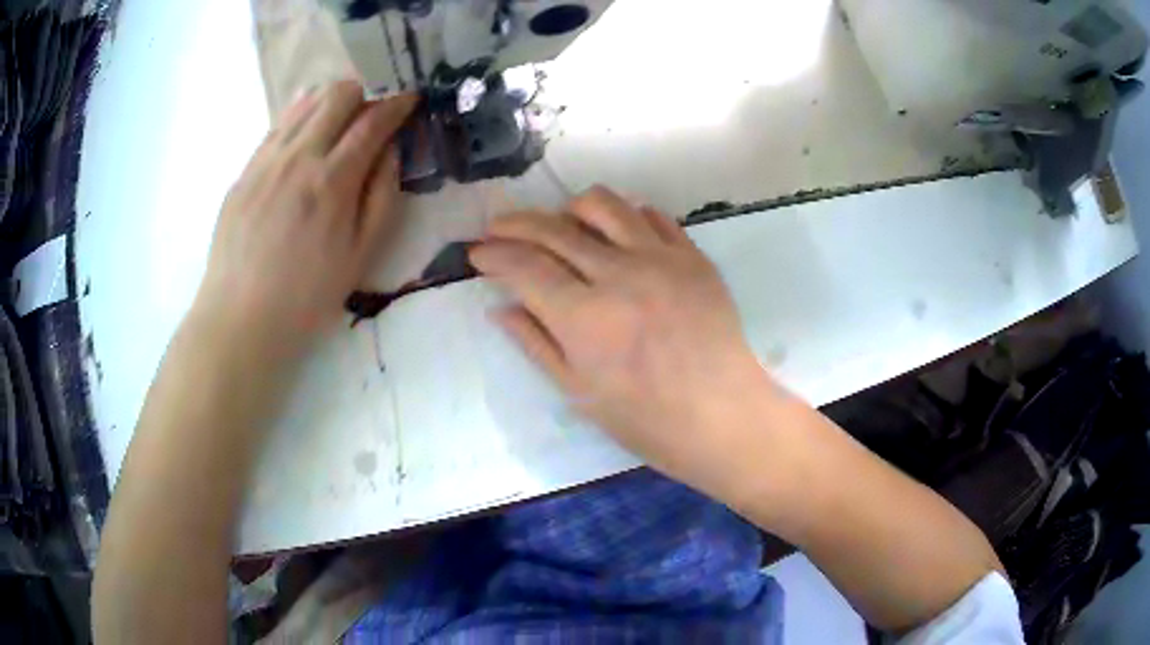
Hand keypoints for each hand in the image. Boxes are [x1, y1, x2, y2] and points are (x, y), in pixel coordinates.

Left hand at [192, 82, 416, 356]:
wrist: (240, 317)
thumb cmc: (306, 296)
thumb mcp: (360, 256)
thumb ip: (382, 196)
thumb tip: (391, 150)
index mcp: (332, 181)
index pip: (374, 120)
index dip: (398, 103)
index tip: (411, 98)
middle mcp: (298, 157)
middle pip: (339, 95)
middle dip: (367, 91)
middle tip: (376, 107)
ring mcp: (266, 159)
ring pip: (306, 102)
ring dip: (333, 99)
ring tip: (344, 114)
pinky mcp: (245, 169)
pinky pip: (278, 124)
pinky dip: (301, 115)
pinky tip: (307, 129)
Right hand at [471, 187, 778, 496]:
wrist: (722, 416)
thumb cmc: (647, 420)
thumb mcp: (580, 392)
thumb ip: (536, 343)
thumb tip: (500, 307)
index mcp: (586, 318)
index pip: (524, 266)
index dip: (494, 255)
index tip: (477, 253)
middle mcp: (620, 275)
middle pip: (554, 229)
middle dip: (514, 224)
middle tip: (497, 229)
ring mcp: (661, 259)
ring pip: (603, 204)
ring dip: (568, 209)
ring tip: (559, 227)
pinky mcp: (692, 255)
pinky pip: (651, 216)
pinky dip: (623, 217)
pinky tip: (614, 236)